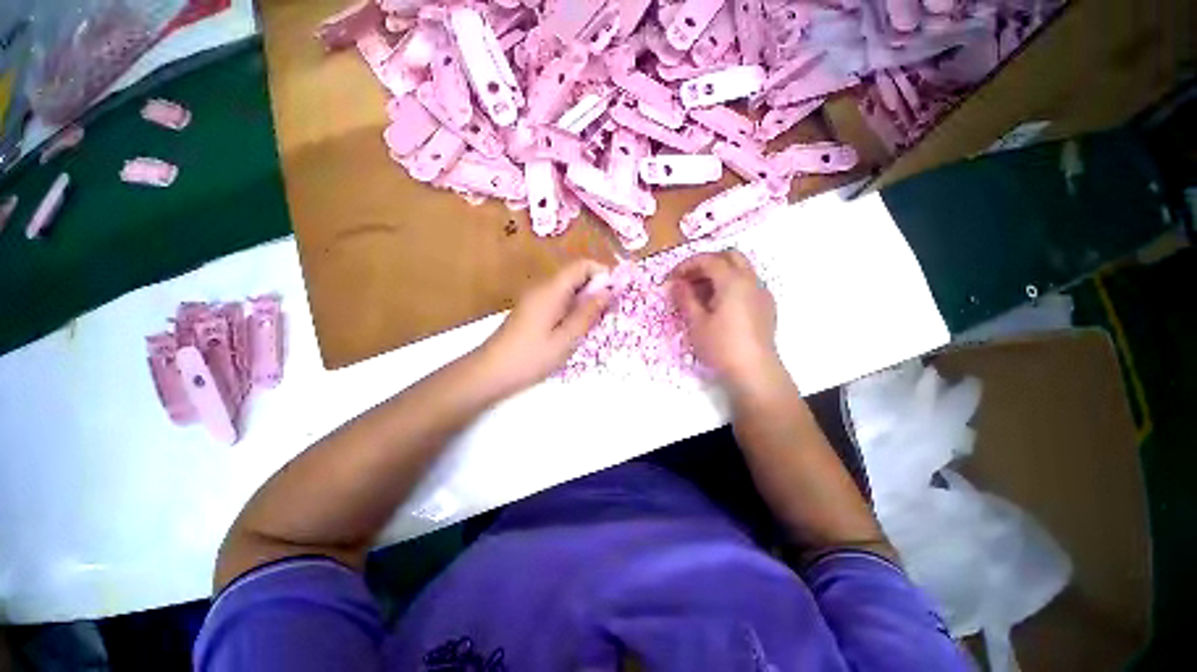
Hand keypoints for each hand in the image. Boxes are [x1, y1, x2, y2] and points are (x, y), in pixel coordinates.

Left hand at [475, 259, 612, 396]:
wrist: (490, 371)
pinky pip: (557, 299)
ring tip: (592, 324)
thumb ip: (587, 314)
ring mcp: (535, 298)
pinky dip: (571, 308)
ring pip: (567, 289)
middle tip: (606, 313)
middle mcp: (542, 287)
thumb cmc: (530, 357)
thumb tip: (607, 292)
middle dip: (595, 289)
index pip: (581, 265)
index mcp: (551, 290)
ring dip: (584, 300)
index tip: (615, 293)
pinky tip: (574, 328)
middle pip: (574, 275)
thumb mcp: (565, 339)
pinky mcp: (531, 309)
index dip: (601, 273)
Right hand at [668, 251, 780, 392]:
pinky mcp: (766, 306)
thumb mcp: (696, 322)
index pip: (708, 260)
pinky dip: (731, 285)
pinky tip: (719, 305)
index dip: (687, 265)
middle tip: (689, 279)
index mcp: (733, 281)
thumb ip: (685, 298)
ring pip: (740, 269)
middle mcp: (751, 281)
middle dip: (706, 263)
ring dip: (719, 273)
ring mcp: (762, 293)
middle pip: (729, 256)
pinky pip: (747, 284)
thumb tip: (676, 283)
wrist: (754, 371)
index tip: (672, 278)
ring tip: (700, 294)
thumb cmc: (721, 346)